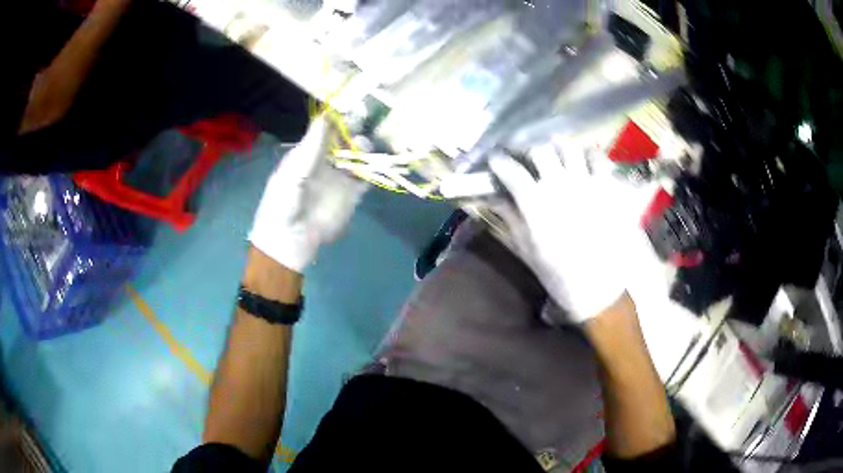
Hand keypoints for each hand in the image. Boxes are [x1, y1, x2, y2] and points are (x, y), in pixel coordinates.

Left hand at [249, 117, 367, 272]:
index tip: (350, 110)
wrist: (289, 239)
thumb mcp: (294, 171)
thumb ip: (312, 145)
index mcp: (308, 153)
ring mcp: (340, 177)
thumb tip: (326, 115)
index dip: (339, 119)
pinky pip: (366, 178)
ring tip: (363, 150)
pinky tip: (373, 166)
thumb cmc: (283, 202)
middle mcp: (326, 161)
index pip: (327, 130)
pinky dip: (372, 170)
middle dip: (354, 131)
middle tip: (360, 126)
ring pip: (358, 156)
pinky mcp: (351, 194)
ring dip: (363, 149)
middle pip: (345, 140)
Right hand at [489, 144, 654, 322]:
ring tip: (556, 155)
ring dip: (558, 148)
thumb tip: (494, 197)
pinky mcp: (608, 187)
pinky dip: (589, 155)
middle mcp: (560, 185)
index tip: (496, 160)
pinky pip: (599, 158)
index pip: (511, 169)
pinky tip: (584, 163)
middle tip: (528, 158)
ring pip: (569, 147)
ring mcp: (587, 183)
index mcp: (536, 203)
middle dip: (528, 151)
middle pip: (539, 149)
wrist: (600, 289)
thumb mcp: (527, 250)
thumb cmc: (559, 275)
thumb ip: (511, 218)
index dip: (499, 161)